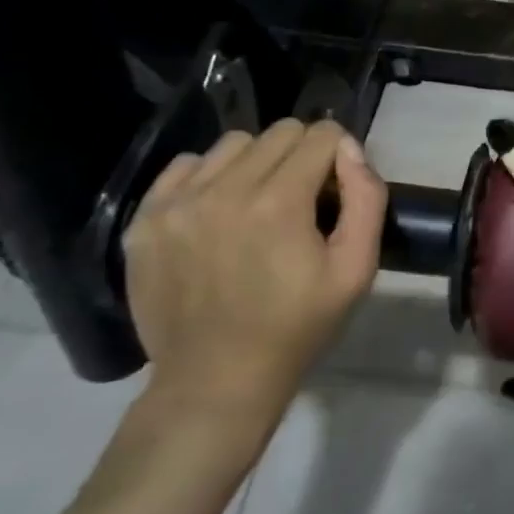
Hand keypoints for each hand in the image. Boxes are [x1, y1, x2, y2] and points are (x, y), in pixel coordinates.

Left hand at [121, 118, 386, 438]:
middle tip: (301, 201)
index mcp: (280, 202)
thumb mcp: (355, 270)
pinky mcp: (146, 219)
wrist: (215, 381)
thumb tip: (349, 150)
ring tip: (257, 205)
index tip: (335, 191)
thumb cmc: (297, 327)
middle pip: (279, 132)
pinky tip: (217, 211)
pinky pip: (185, 165)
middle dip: (301, 156)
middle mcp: (225, 189)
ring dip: (256, 163)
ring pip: (233, 143)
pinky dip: (209, 176)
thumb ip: (366, 199)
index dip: (338, 156)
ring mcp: (178, 202)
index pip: (321, 134)